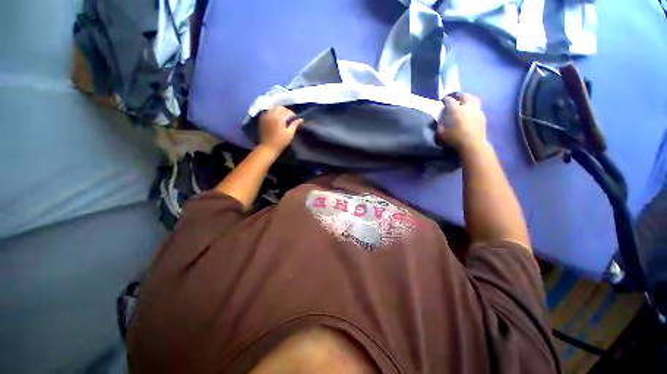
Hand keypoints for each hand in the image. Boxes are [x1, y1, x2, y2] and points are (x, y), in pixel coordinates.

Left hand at [258, 106, 303, 154]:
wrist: (268, 147)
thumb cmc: (281, 141)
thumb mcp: (290, 133)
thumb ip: (295, 124)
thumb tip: (301, 119)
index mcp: (278, 118)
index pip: (287, 111)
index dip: (292, 114)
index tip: (295, 119)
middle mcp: (271, 114)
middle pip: (279, 107)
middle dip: (286, 111)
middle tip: (289, 117)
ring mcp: (265, 116)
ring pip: (273, 108)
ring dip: (279, 110)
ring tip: (282, 117)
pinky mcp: (261, 119)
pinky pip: (267, 112)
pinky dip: (272, 112)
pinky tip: (275, 118)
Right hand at [437, 93, 486, 152]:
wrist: (472, 145)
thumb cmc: (454, 140)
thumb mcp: (441, 134)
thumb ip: (440, 125)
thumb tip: (441, 120)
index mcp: (455, 110)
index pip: (449, 100)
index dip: (445, 99)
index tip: (443, 101)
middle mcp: (466, 107)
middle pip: (464, 96)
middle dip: (459, 95)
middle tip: (455, 98)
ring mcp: (476, 111)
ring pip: (474, 99)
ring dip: (468, 98)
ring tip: (464, 101)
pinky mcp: (482, 116)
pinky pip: (478, 107)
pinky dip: (473, 106)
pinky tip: (470, 111)